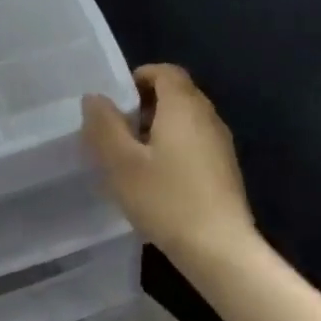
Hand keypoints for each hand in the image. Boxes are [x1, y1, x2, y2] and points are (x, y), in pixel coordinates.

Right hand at [82, 65, 254, 263]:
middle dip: (144, 104)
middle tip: (116, 130)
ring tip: (130, 157)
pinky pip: (194, 143)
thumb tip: (95, 97)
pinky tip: (155, 179)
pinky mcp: (224, 169)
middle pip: (176, 94)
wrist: (220, 248)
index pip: (165, 72)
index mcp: (183, 106)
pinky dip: (172, 147)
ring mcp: (220, 144)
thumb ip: (104, 125)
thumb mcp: (121, 162)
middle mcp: (207, 117)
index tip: (115, 101)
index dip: (138, 78)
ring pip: (185, 120)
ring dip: (157, 128)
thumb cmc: (166, 199)